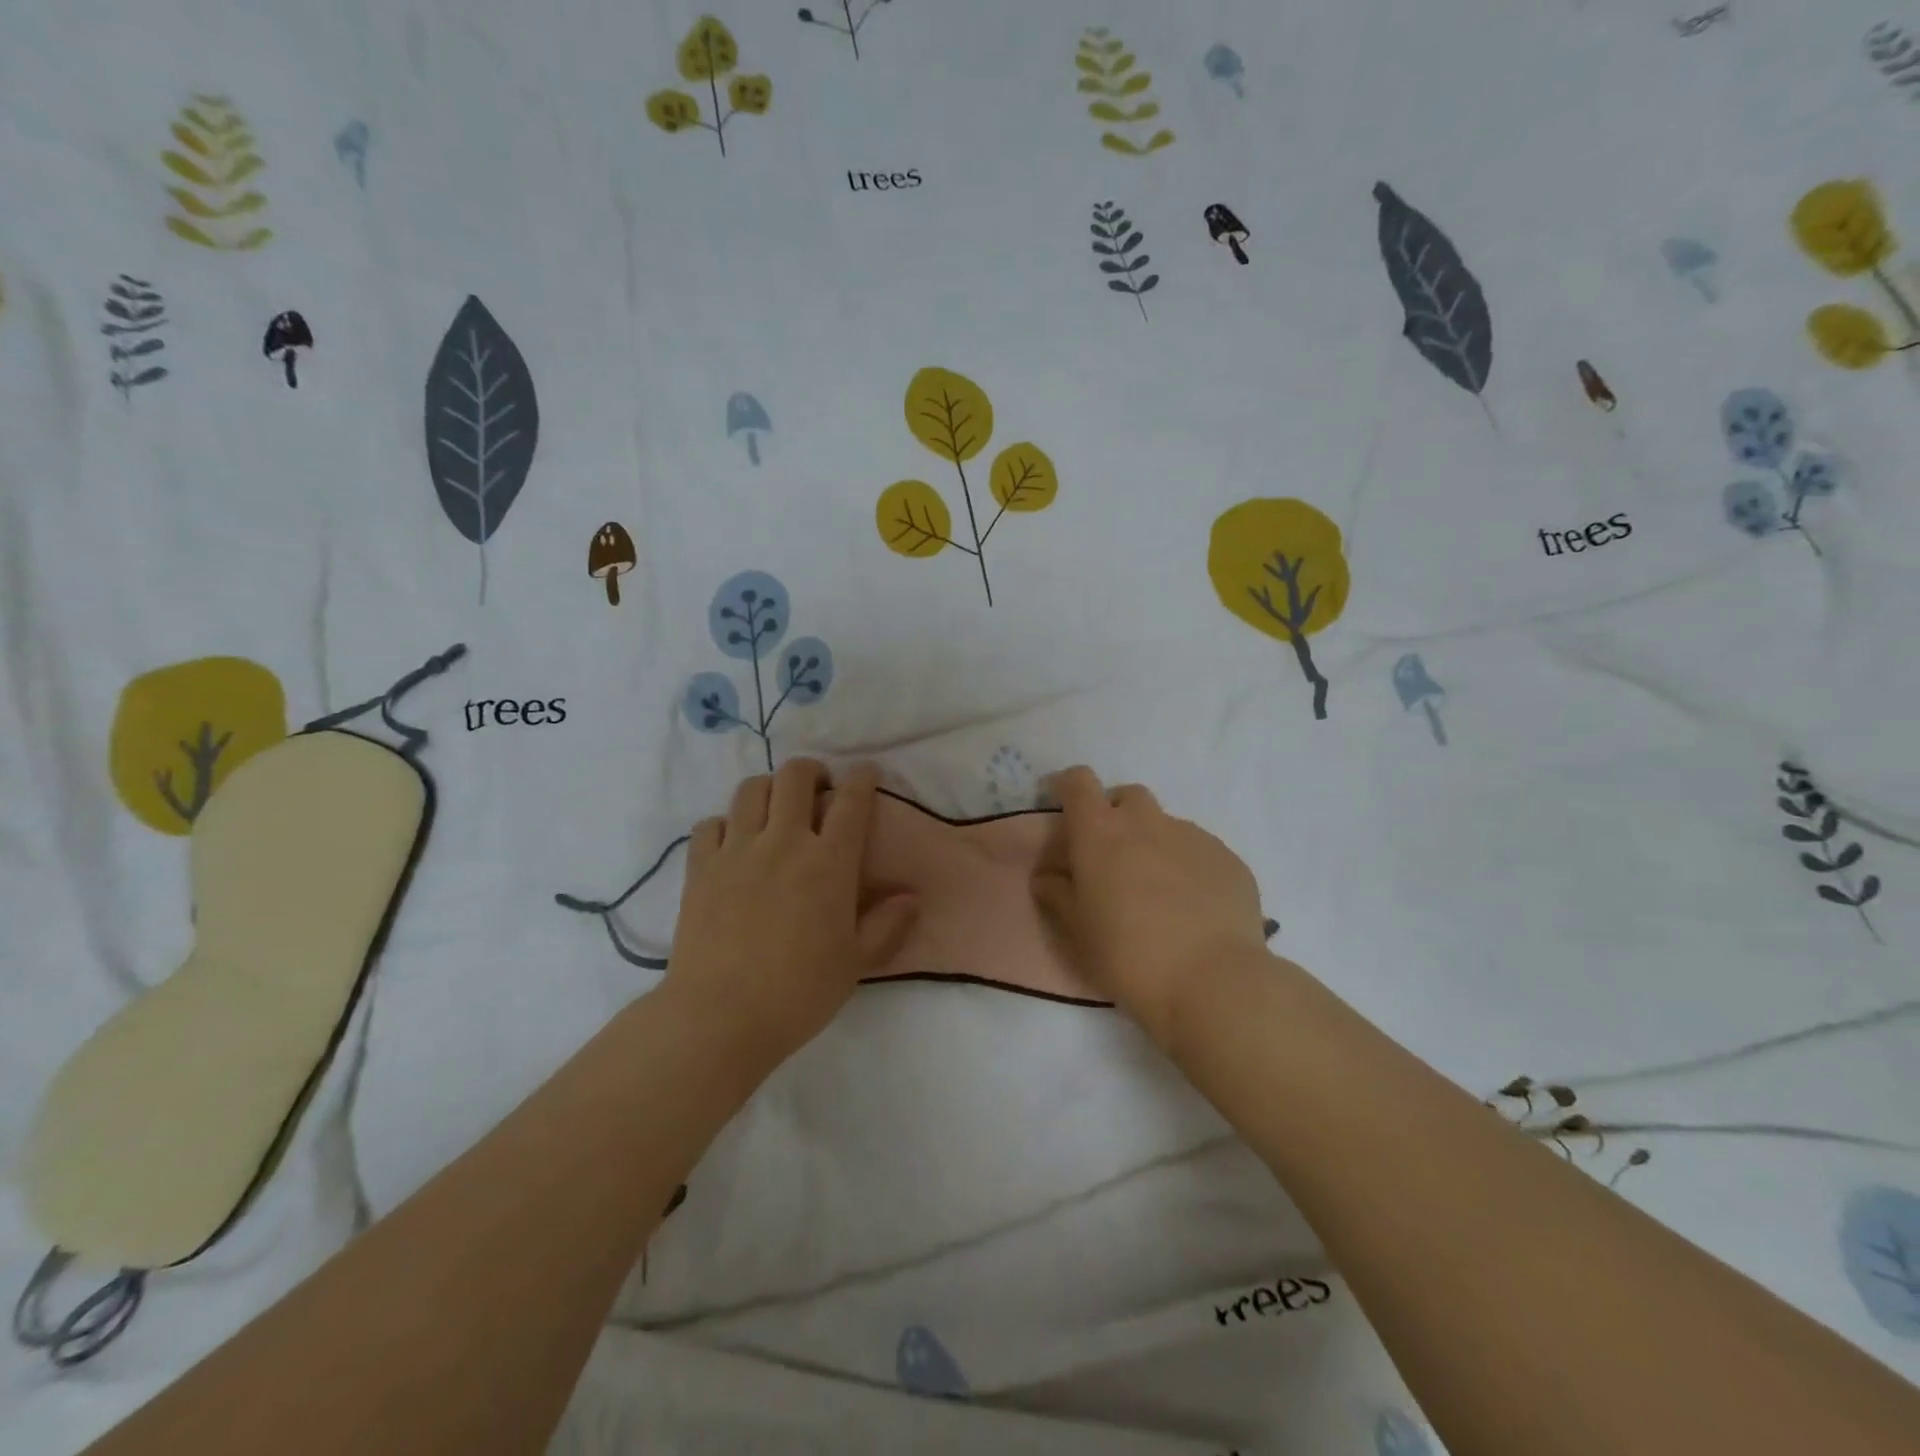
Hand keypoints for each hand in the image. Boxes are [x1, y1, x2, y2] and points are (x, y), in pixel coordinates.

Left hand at [665, 758, 919, 1069]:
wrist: (721, 1018)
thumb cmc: (799, 993)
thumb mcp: (856, 964)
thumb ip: (888, 926)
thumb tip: (912, 897)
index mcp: (829, 863)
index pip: (851, 801)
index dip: (862, 778)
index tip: (866, 773)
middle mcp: (783, 843)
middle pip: (795, 777)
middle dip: (811, 771)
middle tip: (818, 788)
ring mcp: (737, 851)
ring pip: (751, 790)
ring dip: (769, 789)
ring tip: (776, 809)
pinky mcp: (700, 868)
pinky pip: (710, 824)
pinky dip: (725, 823)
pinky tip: (733, 842)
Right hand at [1031, 766, 1269, 1050]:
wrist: (1213, 983)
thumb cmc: (1129, 956)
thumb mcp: (1077, 932)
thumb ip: (1057, 894)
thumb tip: (1048, 876)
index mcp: (1101, 833)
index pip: (1078, 782)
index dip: (1069, 790)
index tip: (1067, 817)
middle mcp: (1147, 823)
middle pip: (1126, 796)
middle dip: (1115, 816)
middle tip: (1112, 860)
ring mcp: (1193, 836)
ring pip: (1166, 824)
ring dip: (1153, 844)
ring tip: (1157, 893)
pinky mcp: (1228, 858)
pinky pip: (1199, 851)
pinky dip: (1188, 867)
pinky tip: (1193, 909)